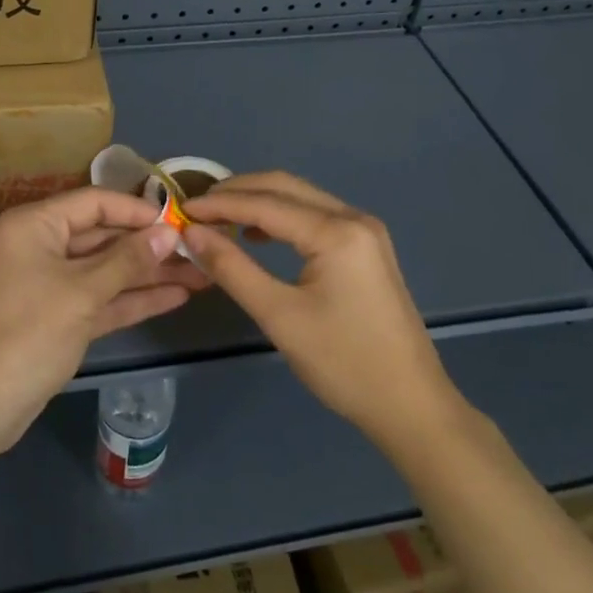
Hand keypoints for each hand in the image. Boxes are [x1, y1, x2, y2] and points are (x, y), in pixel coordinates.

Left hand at [0, 188, 204, 453]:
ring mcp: (53, 282)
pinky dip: (134, 298)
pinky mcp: (62, 316)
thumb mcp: (82, 293)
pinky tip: (176, 296)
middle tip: (199, 250)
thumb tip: (169, 233)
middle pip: (105, 236)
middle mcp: (43, 245)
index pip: (95, 203)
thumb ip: (128, 260)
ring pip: (108, 269)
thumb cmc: (27, 334)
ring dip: (150, 273)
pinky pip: (103, 297)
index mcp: (37, 225)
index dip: (138, 211)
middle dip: (150, 246)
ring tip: (200, 274)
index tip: (180, 221)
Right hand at [184, 172, 460, 448]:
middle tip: (197, 208)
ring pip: (301, 198)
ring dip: (259, 201)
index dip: (219, 204)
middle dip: (238, 192)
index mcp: (336, 231)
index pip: (265, 203)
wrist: (412, 406)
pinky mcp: (367, 248)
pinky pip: (315, 216)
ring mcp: (364, 231)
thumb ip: (233, 268)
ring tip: (219, 218)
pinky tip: (258, 235)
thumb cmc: (344, 363)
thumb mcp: (280, 316)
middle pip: (285, 186)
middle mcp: (353, 217)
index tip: (180, 210)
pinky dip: (282, 217)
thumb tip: (192, 234)